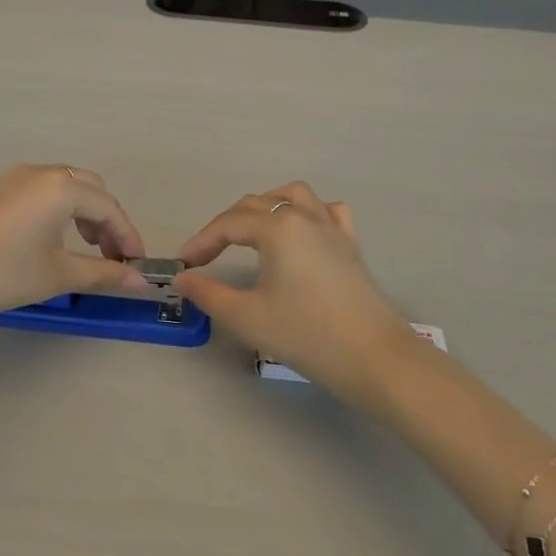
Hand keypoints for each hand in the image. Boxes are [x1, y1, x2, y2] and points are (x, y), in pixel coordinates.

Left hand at [0, 165, 153, 325]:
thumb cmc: (1, 273)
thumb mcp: (57, 276)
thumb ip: (103, 273)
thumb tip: (140, 281)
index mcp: (61, 186)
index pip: (108, 208)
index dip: (128, 236)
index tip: (137, 265)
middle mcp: (40, 172)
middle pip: (89, 189)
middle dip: (107, 221)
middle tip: (112, 257)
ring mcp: (14, 178)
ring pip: (64, 188)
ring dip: (83, 215)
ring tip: (86, 250)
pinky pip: (41, 192)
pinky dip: (58, 211)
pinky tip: (51, 240)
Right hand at [175, 183, 415, 412]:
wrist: (373, 358)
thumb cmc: (305, 334)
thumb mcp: (246, 317)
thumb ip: (208, 293)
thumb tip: (182, 279)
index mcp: (278, 228)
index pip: (228, 225)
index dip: (201, 242)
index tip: (182, 264)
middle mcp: (305, 217)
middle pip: (256, 205)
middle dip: (226, 226)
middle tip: (207, 256)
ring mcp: (332, 228)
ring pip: (294, 196)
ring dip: (266, 207)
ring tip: (249, 231)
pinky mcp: (350, 245)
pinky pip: (327, 212)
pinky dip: (307, 212)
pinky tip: (300, 232)